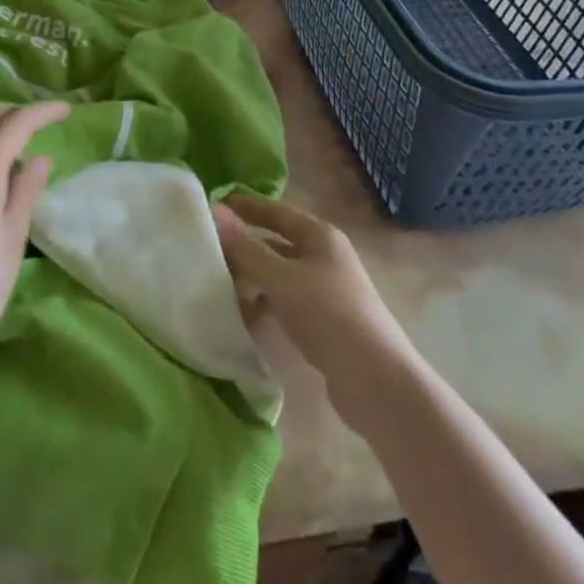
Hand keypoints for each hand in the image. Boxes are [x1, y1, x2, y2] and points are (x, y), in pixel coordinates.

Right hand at [211, 195, 414, 415]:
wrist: (374, 379)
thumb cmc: (327, 314)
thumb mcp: (281, 278)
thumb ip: (246, 248)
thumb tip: (216, 212)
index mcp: (320, 236)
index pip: (277, 211)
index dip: (247, 206)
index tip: (215, 204)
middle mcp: (325, 256)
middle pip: (278, 243)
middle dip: (246, 245)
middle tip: (208, 247)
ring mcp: (327, 290)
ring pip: (281, 274)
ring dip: (253, 277)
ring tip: (218, 282)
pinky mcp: (325, 322)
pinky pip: (287, 302)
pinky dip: (266, 303)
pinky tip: (244, 314)